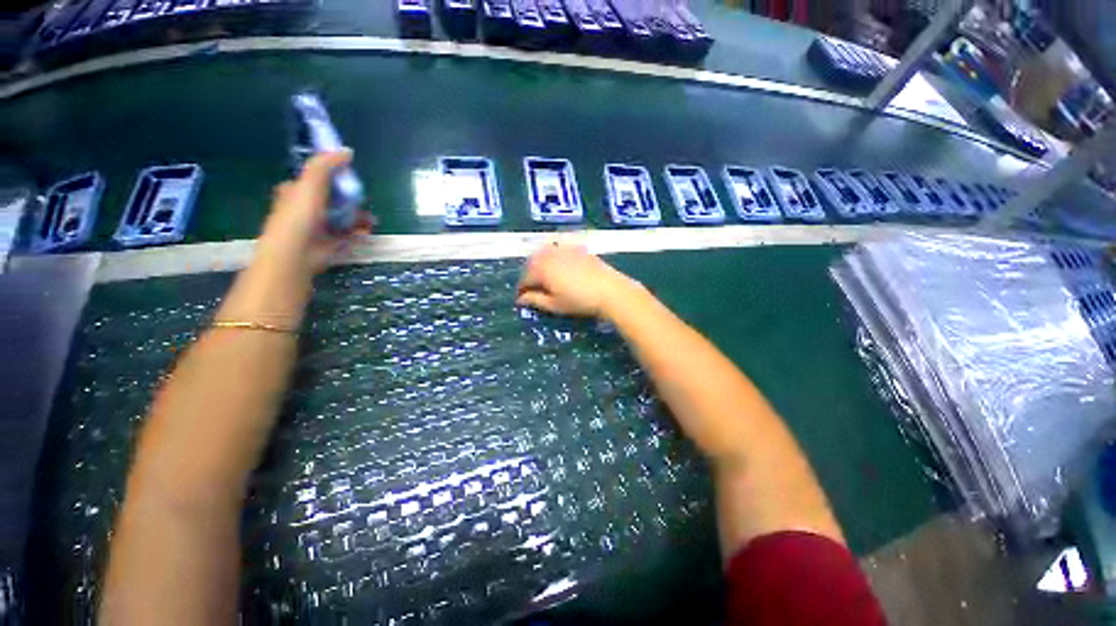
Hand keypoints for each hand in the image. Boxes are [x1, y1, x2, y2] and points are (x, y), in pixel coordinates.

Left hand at [254, 150, 372, 281]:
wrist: (296, 252)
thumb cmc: (299, 215)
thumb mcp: (311, 182)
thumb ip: (327, 165)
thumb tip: (347, 151)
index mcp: (296, 191)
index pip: (316, 180)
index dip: (333, 178)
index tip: (350, 178)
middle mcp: (306, 208)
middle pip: (334, 199)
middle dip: (352, 200)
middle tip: (364, 201)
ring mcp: (319, 227)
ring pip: (343, 217)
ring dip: (359, 217)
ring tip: (372, 220)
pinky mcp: (330, 243)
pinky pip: (348, 234)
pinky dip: (359, 232)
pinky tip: (367, 231)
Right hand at [516, 244, 640, 318]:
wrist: (610, 290)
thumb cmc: (579, 300)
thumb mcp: (554, 305)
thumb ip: (535, 300)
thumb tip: (520, 299)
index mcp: (541, 268)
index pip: (524, 279)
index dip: (521, 291)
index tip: (521, 300)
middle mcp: (549, 254)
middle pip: (532, 263)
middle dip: (529, 276)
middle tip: (532, 290)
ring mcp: (564, 249)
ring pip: (544, 255)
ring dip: (540, 266)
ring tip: (544, 280)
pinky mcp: (577, 248)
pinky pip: (559, 251)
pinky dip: (554, 259)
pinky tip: (560, 270)